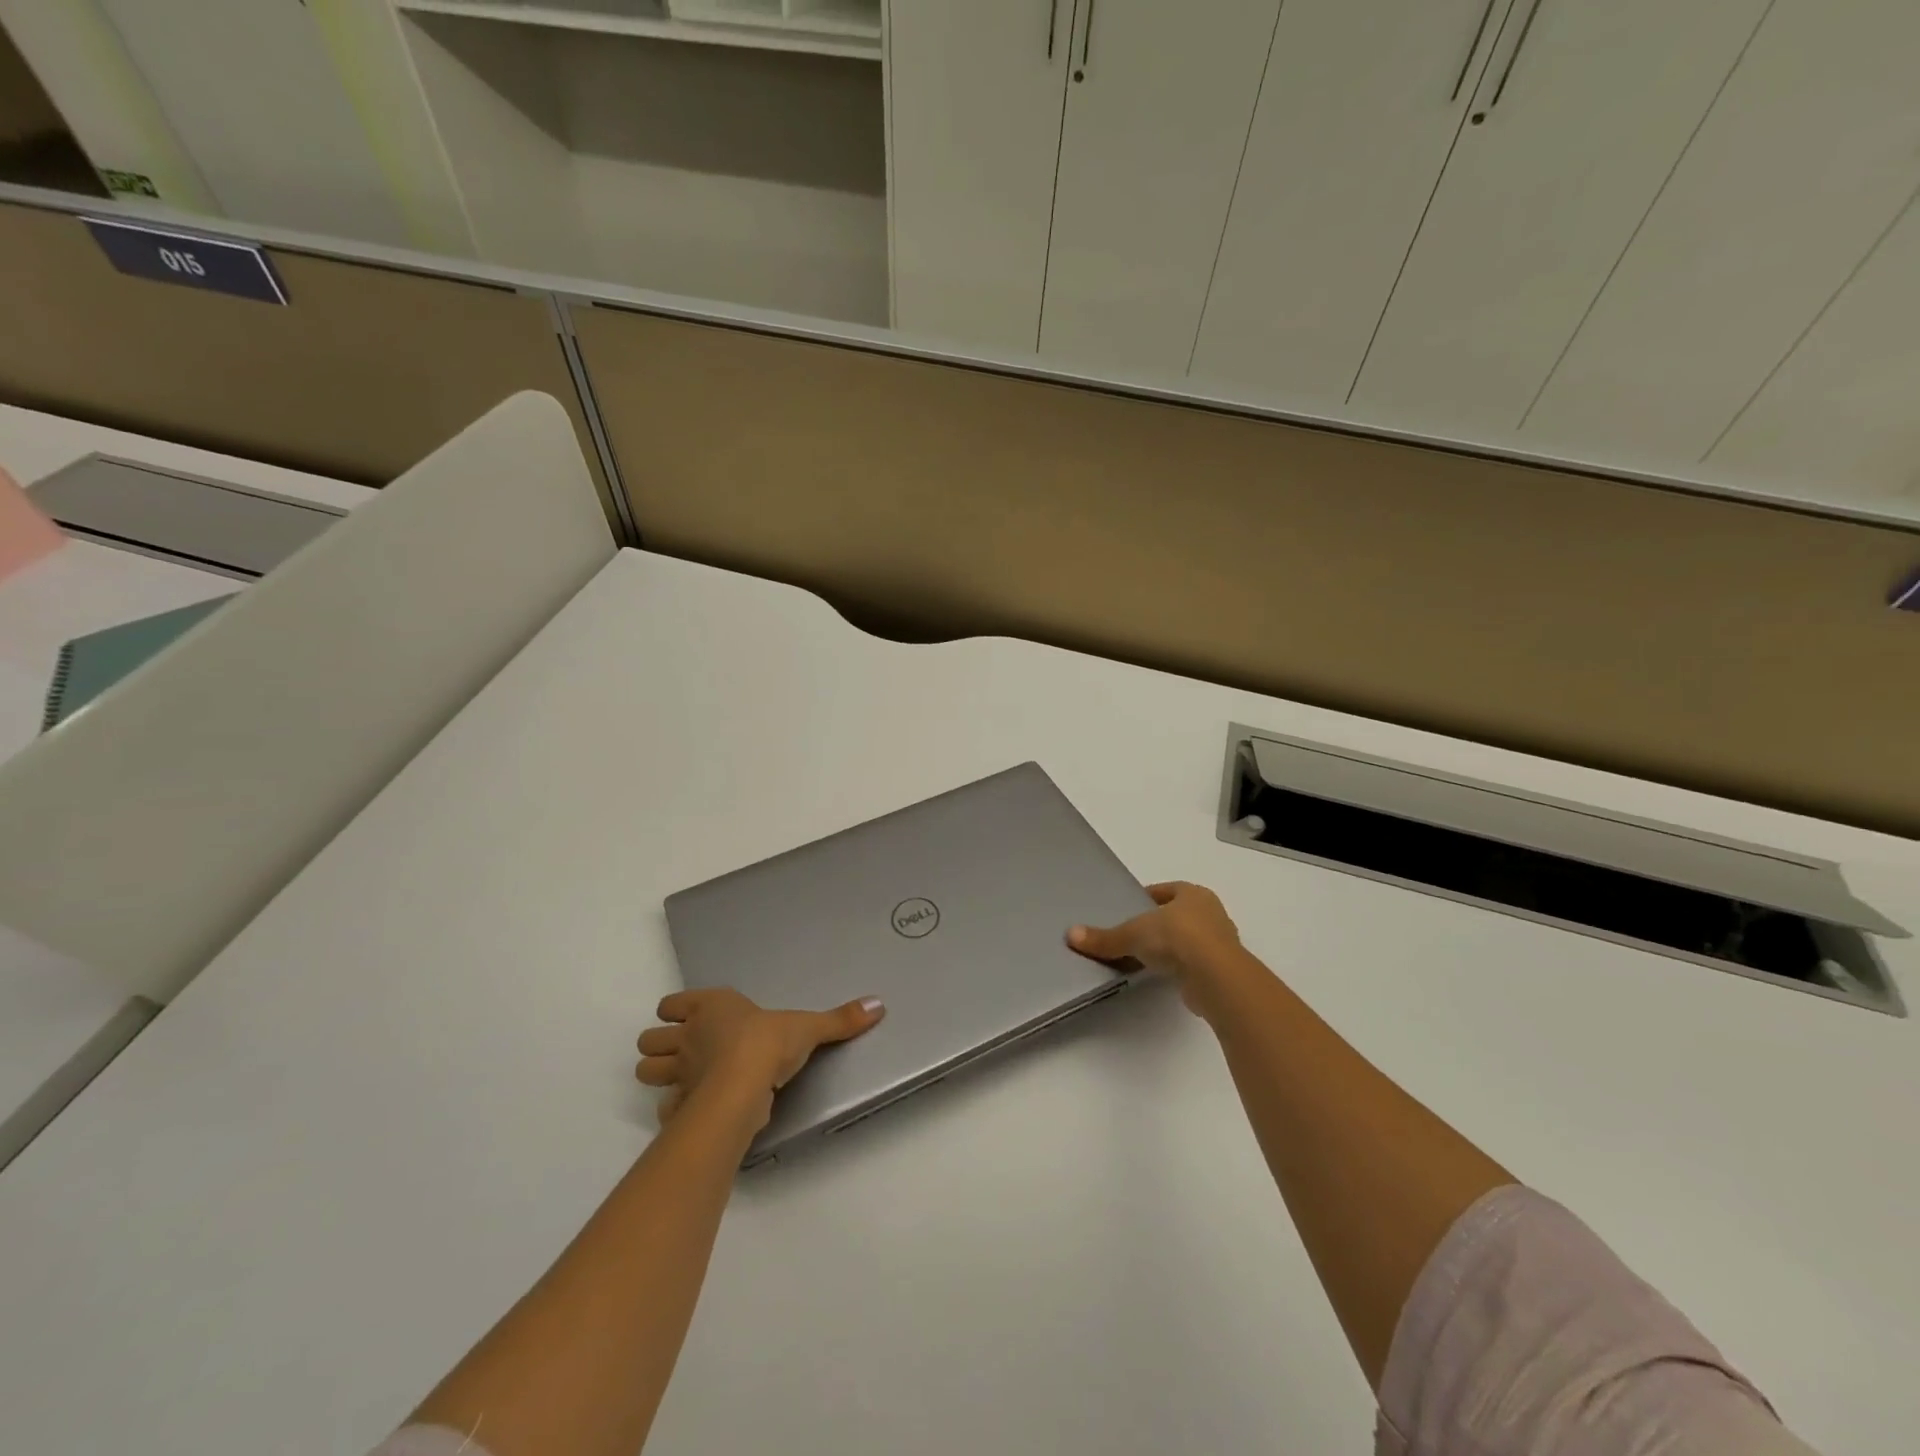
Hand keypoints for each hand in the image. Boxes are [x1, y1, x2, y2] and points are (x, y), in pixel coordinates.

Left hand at [636, 988, 884, 1128]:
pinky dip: (672, 1110)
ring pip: (646, 1070)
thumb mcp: (809, 1026)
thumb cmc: (770, 1042)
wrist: (745, 1084)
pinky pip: (664, 1108)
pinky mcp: (679, 1106)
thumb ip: (840, 1019)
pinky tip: (691, 1110)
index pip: (671, 1003)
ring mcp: (678, 1072)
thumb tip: (879, 1005)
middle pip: (649, 1038)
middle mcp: (688, 1036)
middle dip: (659, 1044)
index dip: (676, 1010)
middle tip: (683, 1051)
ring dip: (658, 1074)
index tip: (691, 1016)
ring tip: (682, 1078)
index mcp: (711, 1007)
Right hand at [1068, 881, 1252, 1014]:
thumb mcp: (1133, 934)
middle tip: (1134, 934)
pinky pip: (1195, 964)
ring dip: (1171, 948)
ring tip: (1144, 958)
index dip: (1147, 898)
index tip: (1129, 908)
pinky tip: (1162, 976)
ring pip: (1190, 940)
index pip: (1167, 890)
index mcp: (1194, 894)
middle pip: (1179, 915)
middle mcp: (1212, 913)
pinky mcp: (1222, 971)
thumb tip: (1070, 935)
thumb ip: (1105, 938)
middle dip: (1159, 923)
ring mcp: (1221, 944)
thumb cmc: (1177, 938)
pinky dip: (1180, 968)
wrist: (1216, 976)